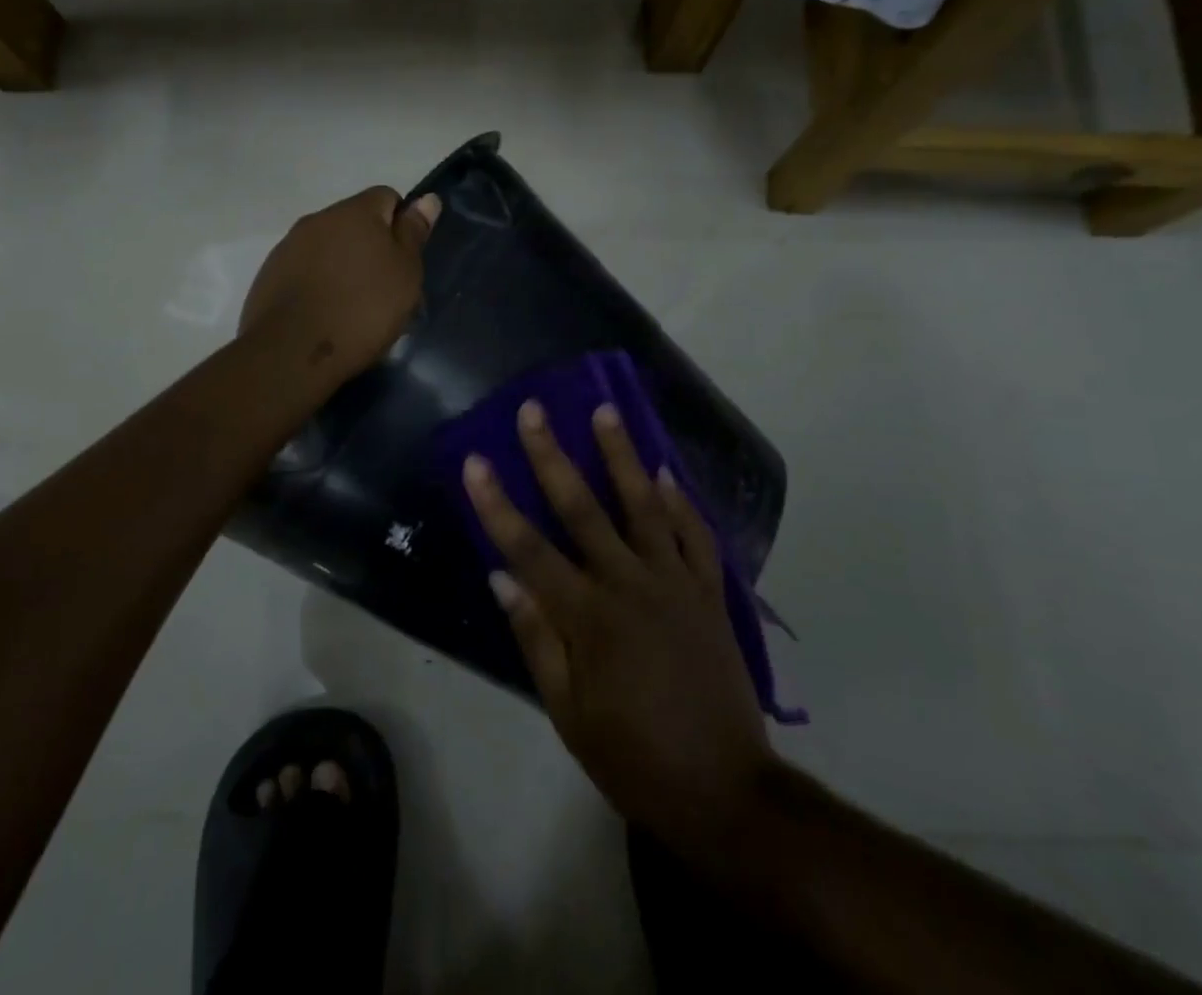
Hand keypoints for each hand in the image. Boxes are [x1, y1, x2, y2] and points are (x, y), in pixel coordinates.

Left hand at [239, 187, 439, 384]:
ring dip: (343, 265)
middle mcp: (318, 219)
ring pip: (328, 246)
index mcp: (355, 211)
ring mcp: (289, 246)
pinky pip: (304, 269)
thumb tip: (427, 199)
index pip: (386, 197)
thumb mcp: (404, 274)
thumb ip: (413, 233)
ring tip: (353, 306)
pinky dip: (318, 283)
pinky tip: (325, 313)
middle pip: (354, 222)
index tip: (405, 262)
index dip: (401, 225)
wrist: (291, 352)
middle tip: (384, 289)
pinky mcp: (270, 274)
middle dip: (371, 247)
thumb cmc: (362, 310)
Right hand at [463, 401, 772, 853]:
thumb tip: (500, 576)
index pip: (529, 548)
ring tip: (605, 410)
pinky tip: (664, 471)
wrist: (726, 792)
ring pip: (643, 505)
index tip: (475, 461)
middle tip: (534, 410)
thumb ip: (535, 638)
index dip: (496, 503)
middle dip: (552, 455)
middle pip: (582, 508)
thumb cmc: (634, 756)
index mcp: (588, 617)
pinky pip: (695, 534)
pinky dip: (679, 500)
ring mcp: (675, 583)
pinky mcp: (710, 593)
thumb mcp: (568, 712)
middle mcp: (629, 585)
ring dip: (621, 455)